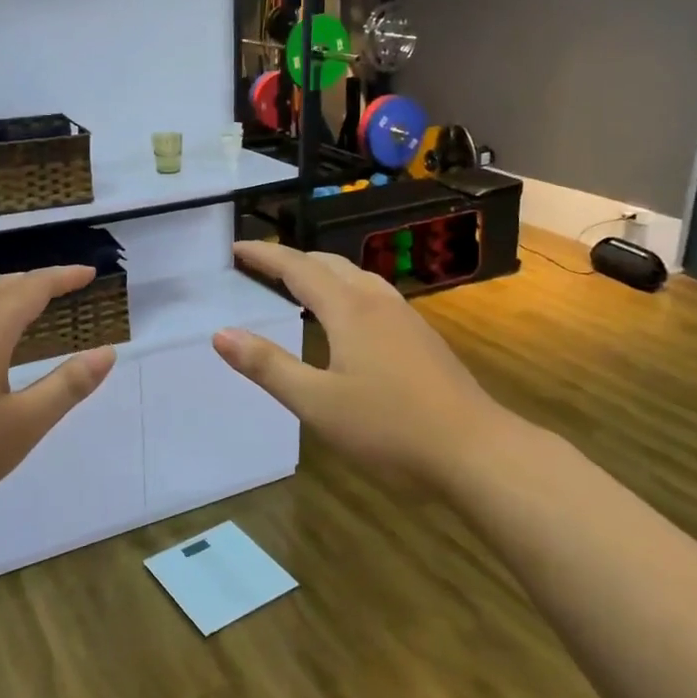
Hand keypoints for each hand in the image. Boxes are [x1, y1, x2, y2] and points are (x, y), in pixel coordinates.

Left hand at [0, 266, 115, 534]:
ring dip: (10, 293)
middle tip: (69, 288)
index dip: (64, 277)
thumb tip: (106, 352)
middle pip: (3, 285)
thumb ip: (67, 386)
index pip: (32, 287)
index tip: (91, 273)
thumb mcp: (23, 425)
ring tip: (33, 306)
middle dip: (39, 281)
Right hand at [213, 241, 511, 493]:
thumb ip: (267, 366)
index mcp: (348, 309)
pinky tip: (347, 321)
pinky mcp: (422, 338)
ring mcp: (406, 318)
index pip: (297, 268)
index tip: (236, 247)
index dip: (264, 255)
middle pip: (329, 264)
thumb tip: (220, 334)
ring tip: (299, 286)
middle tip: (261, 267)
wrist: (476, 451)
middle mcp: (377, 301)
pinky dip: (346, 292)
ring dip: (322, 273)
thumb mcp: (316, 403)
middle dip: (292, 260)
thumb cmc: (389, 427)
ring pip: (356, 278)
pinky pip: (374, 296)